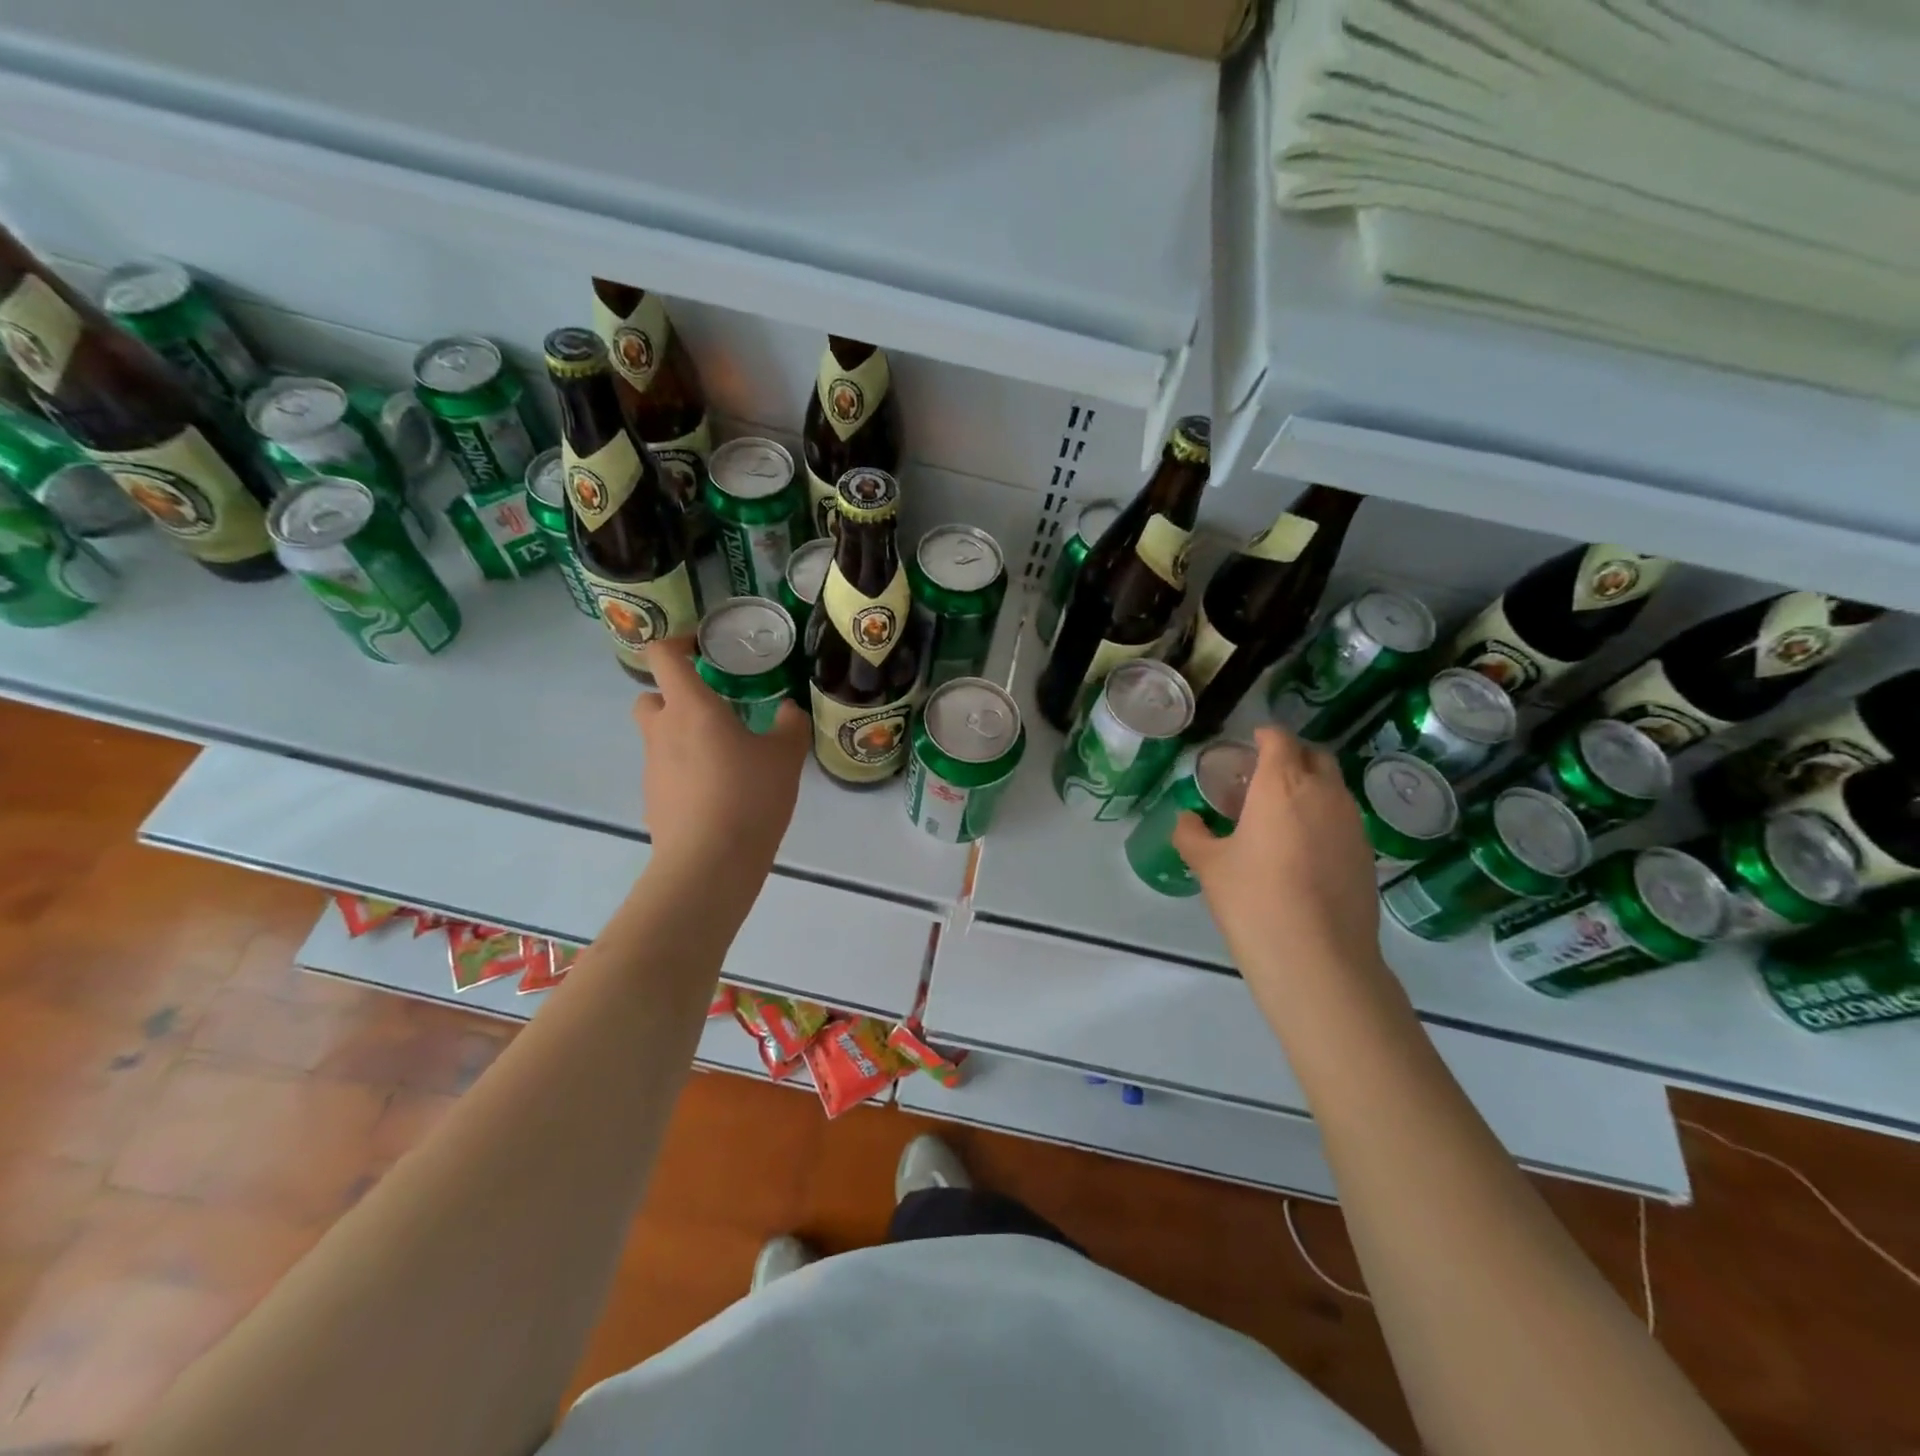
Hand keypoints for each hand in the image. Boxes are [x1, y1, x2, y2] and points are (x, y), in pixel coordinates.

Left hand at [632, 638, 809, 877]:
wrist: (709, 864)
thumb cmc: (748, 796)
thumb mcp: (785, 756)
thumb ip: (789, 725)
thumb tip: (787, 711)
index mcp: (690, 707)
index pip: (663, 655)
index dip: (679, 642)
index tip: (705, 648)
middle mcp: (662, 731)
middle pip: (651, 697)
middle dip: (676, 695)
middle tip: (714, 709)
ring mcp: (652, 768)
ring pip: (660, 737)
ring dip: (684, 736)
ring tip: (727, 757)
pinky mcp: (653, 800)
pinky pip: (667, 771)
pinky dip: (687, 771)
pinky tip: (720, 794)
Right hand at [1172, 726, 1382, 998]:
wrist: (1318, 960)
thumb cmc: (1254, 900)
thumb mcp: (1208, 866)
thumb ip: (1192, 834)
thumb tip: (1188, 820)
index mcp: (1281, 784)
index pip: (1279, 739)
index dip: (1263, 736)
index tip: (1247, 746)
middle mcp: (1324, 793)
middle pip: (1314, 756)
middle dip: (1290, 757)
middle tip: (1261, 778)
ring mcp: (1352, 824)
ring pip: (1332, 788)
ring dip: (1308, 788)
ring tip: (1279, 816)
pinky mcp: (1366, 854)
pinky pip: (1343, 819)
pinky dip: (1322, 818)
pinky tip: (1301, 850)